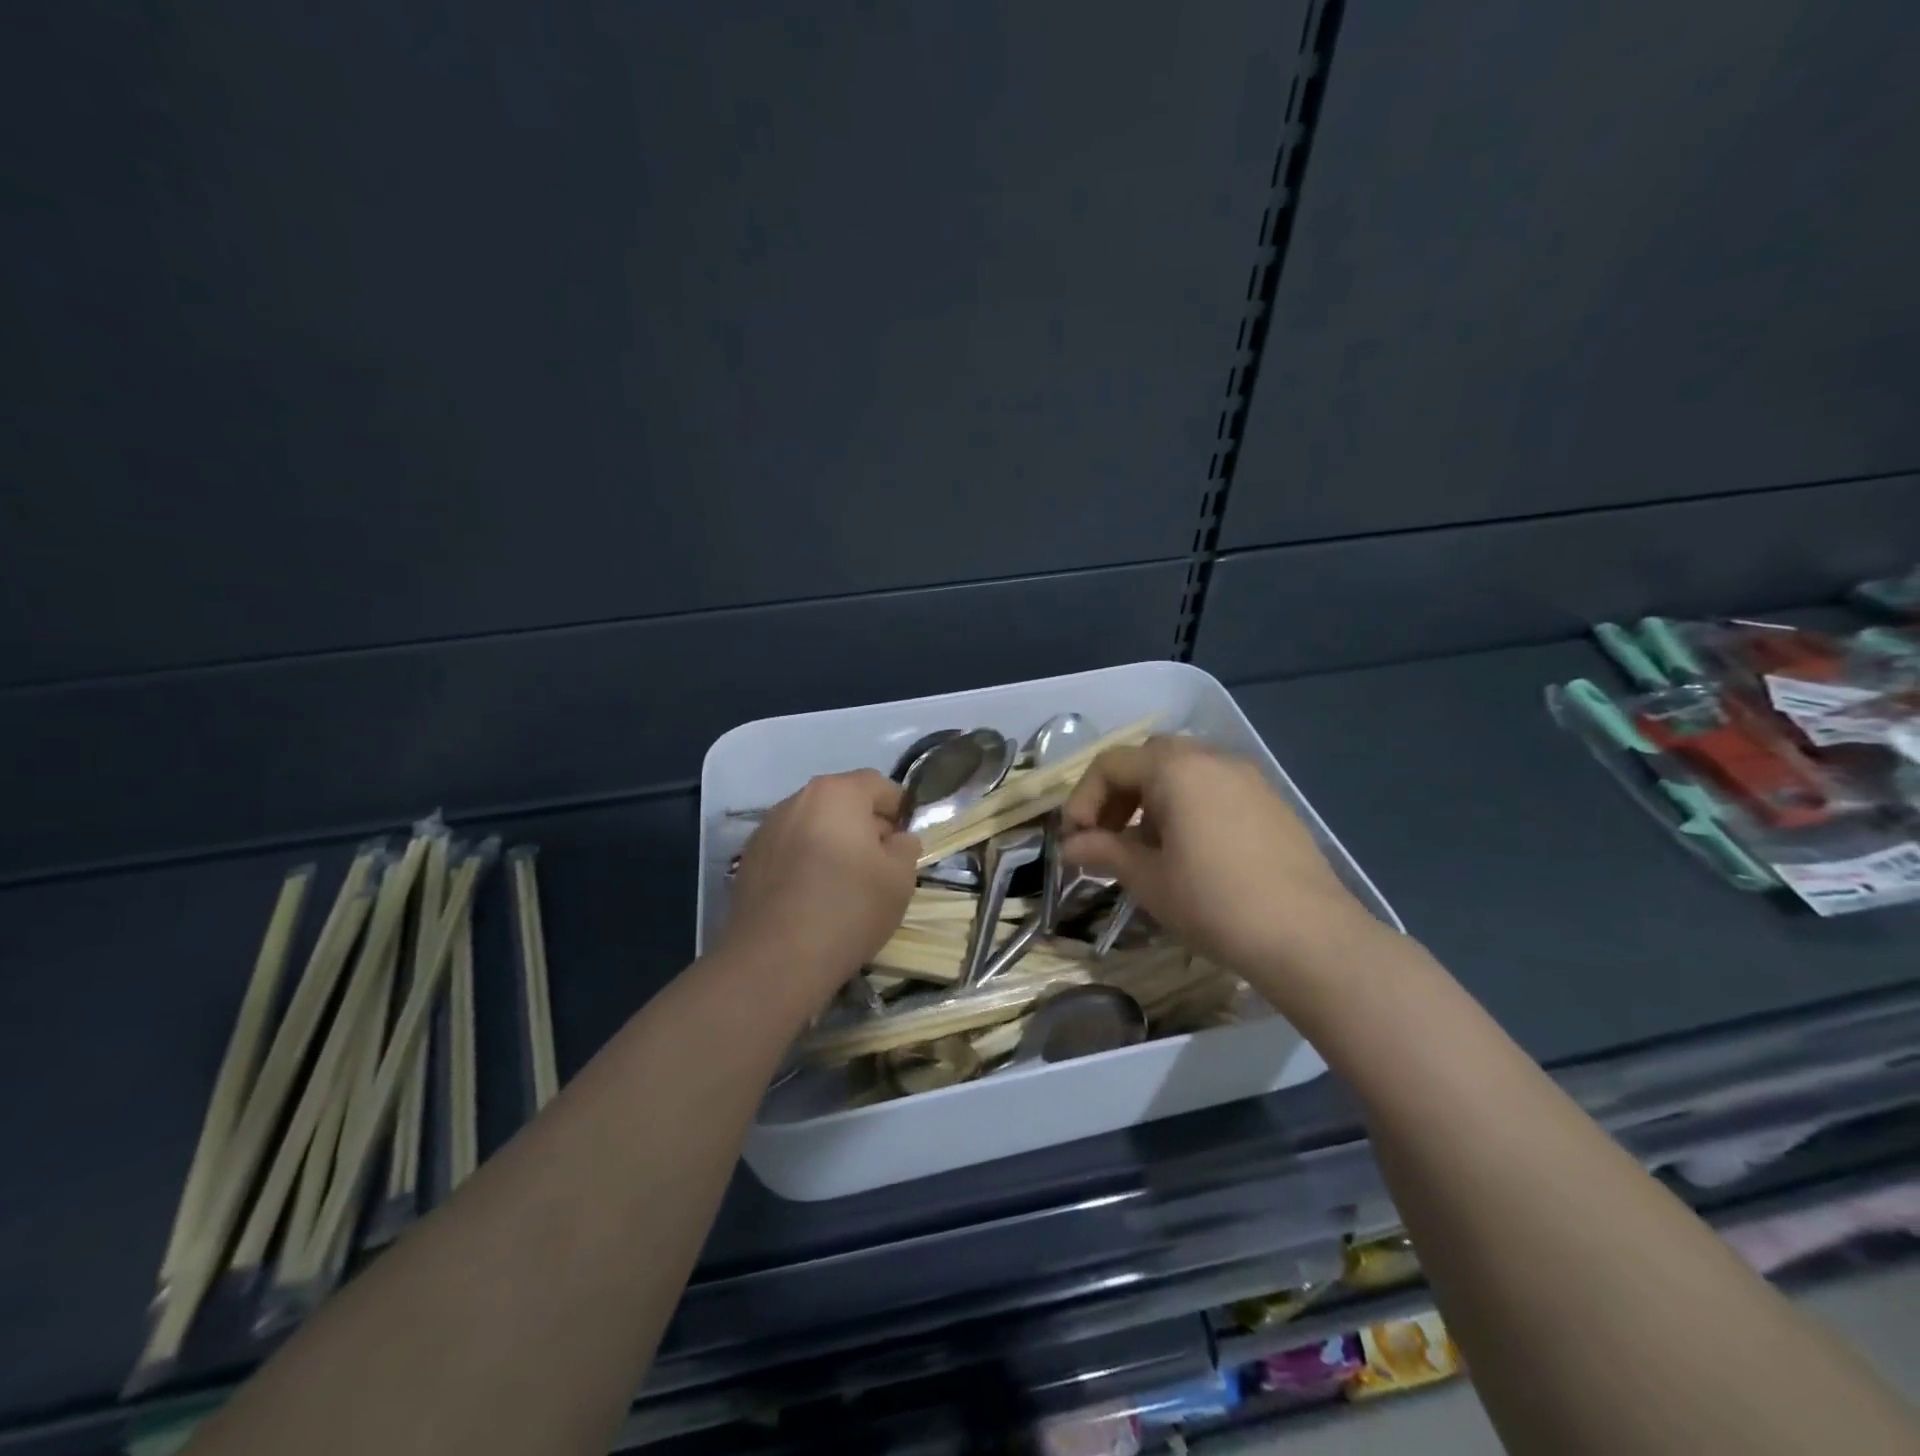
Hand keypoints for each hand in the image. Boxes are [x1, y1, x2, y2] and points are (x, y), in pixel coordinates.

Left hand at [722, 769, 919, 1004]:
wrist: (775, 959)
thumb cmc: (848, 908)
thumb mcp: (900, 879)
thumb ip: (906, 847)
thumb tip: (898, 839)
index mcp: (837, 793)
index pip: (879, 785)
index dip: (899, 809)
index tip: (907, 842)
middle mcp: (797, 800)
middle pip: (842, 803)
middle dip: (865, 827)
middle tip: (881, 865)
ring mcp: (766, 829)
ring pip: (813, 827)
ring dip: (833, 845)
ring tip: (846, 885)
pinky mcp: (748, 861)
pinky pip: (789, 851)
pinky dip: (806, 863)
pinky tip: (813, 898)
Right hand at [1060, 737, 1384, 996]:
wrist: (1308, 936)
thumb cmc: (1213, 902)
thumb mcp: (1148, 878)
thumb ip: (1104, 851)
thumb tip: (1070, 846)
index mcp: (1176, 769)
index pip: (1111, 764)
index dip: (1083, 798)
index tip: (1076, 839)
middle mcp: (1212, 759)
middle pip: (1149, 758)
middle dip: (1119, 793)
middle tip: (1107, 834)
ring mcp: (1248, 778)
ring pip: (1184, 770)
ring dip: (1154, 798)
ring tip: (1147, 847)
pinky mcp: (1271, 802)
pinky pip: (1215, 788)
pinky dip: (1189, 806)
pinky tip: (1190, 851)